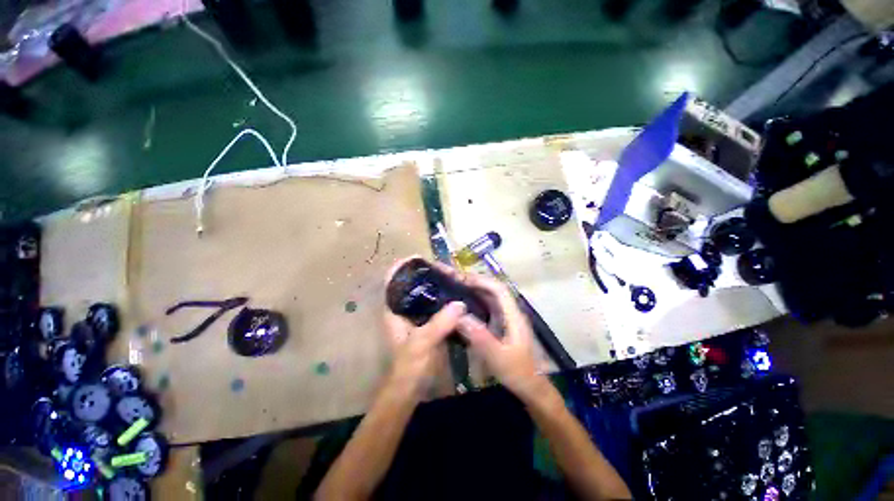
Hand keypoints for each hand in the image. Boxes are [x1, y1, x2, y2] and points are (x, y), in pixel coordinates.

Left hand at [382, 258, 465, 399]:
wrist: (413, 387)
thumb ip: (439, 324)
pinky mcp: (429, 322)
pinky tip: (459, 294)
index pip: (393, 280)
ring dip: (438, 283)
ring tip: (455, 277)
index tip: (419, 257)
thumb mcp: (421, 343)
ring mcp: (418, 315)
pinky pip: (438, 304)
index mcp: (394, 309)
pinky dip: (446, 297)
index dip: (402, 266)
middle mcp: (404, 308)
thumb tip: (460, 303)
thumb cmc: (409, 366)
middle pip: (413, 283)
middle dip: (427, 273)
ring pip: (426, 292)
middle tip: (446, 269)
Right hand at [435, 265, 545, 400]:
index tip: (464, 280)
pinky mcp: (502, 325)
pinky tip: (465, 305)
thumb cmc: (517, 373)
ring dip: (477, 290)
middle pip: (495, 290)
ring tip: (458, 288)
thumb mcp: (498, 357)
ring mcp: (507, 319)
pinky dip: (477, 302)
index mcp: (513, 316)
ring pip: (492, 298)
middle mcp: (511, 313)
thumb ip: (481, 337)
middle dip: (477, 282)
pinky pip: (489, 308)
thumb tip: (461, 316)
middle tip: (457, 281)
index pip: (499, 290)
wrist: (531, 388)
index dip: (483, 281)